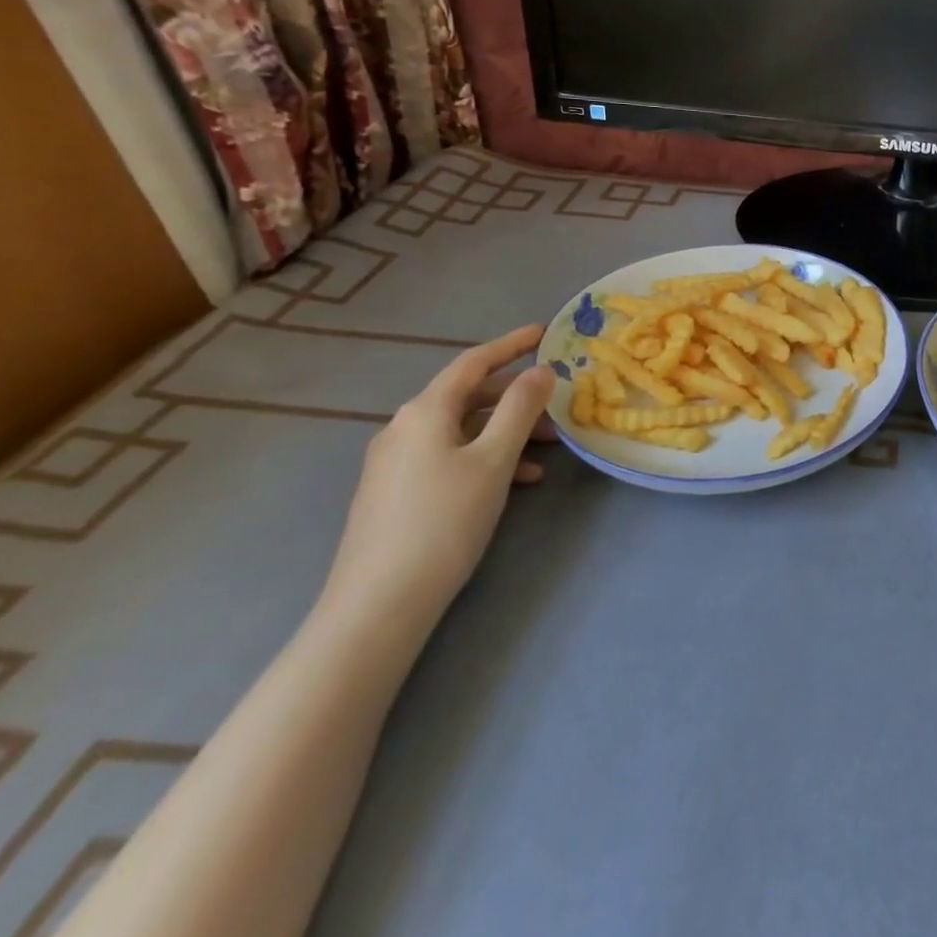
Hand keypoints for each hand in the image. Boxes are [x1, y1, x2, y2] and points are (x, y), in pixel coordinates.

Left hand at [324, 326, 555, 627]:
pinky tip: (517, 481)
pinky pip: (449, 457)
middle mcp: (404, 428)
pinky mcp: (395, 492)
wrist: (379, 604)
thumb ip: (520, 409)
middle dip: (516, 399)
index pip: (473, 363)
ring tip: (548, 451)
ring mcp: (395, 462)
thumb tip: (540, 370)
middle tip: (557, 406)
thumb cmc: (444, 521)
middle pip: (469, 397)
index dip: (511, 345)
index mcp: (424, 411)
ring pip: (463, 430)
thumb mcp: (494, 460)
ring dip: (506, 432)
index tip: (544, 332)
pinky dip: (485, 458)